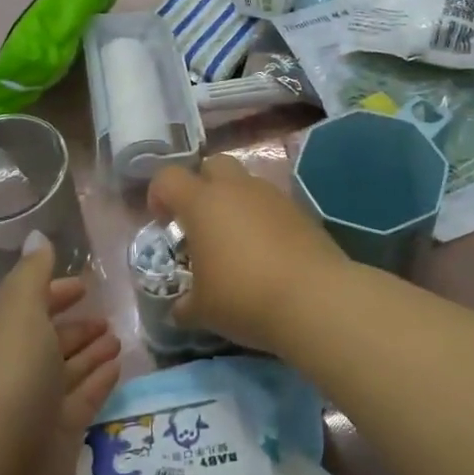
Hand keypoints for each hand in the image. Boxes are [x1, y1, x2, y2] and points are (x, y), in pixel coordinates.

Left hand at [0, 247, 121, 474]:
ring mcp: (36, 404)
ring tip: (119, 336)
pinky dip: (99, 379)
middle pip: (48, 339)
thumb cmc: (7, 381)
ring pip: (67, 369)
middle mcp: (15, 367)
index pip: (27, 305)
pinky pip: (83, 398)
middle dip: (75, 325)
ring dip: (91, 350)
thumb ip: (33, 276)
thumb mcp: (19, 315)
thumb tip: (37, 238)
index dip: (53, 292)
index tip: (84, 284)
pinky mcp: (58, 436)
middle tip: (108, 315)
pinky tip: (118, 365)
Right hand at [149, 154, 351, 356]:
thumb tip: (181, 309)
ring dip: (235, 202)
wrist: (315, 299)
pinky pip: (272, 204)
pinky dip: (263, 219)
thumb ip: (185, 304)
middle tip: (200, 222)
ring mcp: (272, 196)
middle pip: (212, 164)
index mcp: (202, 203)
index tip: (163, 222)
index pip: (168, 177)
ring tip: (236, 242)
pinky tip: (266, 253)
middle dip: (202, 185)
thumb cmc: (244, 298)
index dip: (158, 194)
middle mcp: (236, 189)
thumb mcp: (203, 310)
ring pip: (246, 183)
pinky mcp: (301, 210)